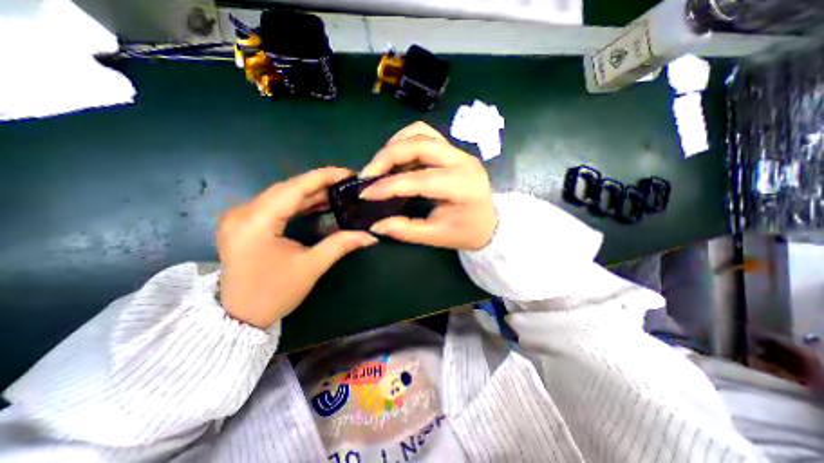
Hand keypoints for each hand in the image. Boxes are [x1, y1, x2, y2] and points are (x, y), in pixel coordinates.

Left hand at [215, 166, 374, 329]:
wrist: (238, 317)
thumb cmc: (273, 294)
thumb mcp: (311, 267)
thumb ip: (340, 245)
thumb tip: (370, 236)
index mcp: (255, 222)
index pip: (293, 189)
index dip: (322, 177)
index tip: (346, 172)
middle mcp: (242, 213)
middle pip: (287, 189)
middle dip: (319, 184)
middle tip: (346, 182)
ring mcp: (241, 217)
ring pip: (281, 196)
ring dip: (310, 193)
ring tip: (337, 191)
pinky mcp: (245, 223)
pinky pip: (276, 206)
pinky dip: (298, 203)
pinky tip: (318, 203)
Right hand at [359, 122, 495, 249]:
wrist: (490, 222)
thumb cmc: (467, 232)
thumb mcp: (437, 237)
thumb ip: (406, 230)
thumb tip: (376, 225)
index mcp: (462, 186)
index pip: (419, 179)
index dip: (389, 185)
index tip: (365, 194)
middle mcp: (462, 161)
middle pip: (419, 143)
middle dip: (387, 156)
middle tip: (368, 174)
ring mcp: (458, 152)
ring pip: (421, 132)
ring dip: (395, 145)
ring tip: (380, 167)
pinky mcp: (453, 151)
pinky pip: (425, 136)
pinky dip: (405, 144)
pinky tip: (396, 162)